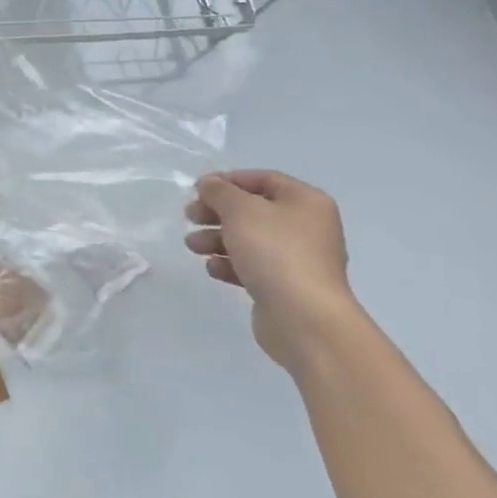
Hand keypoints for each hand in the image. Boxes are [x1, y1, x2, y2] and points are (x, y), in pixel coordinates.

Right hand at [185, 169, 359, 370]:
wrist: (305, 318)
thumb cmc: (274, 251)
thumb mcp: (239, 209)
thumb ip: (219, 191)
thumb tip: (209, 184)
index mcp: (305, 202)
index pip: (263, 179)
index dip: (228, 180)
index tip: (197, 189)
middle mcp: (306, 227)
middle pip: (253, 210)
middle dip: (217, 212)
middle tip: (190, 216)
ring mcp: (298, 259)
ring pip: (249, 239)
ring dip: (217, 238)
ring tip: (193, 246)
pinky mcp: (286, 286)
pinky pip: (253, 266)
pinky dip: (230, 263)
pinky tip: (213, 269)